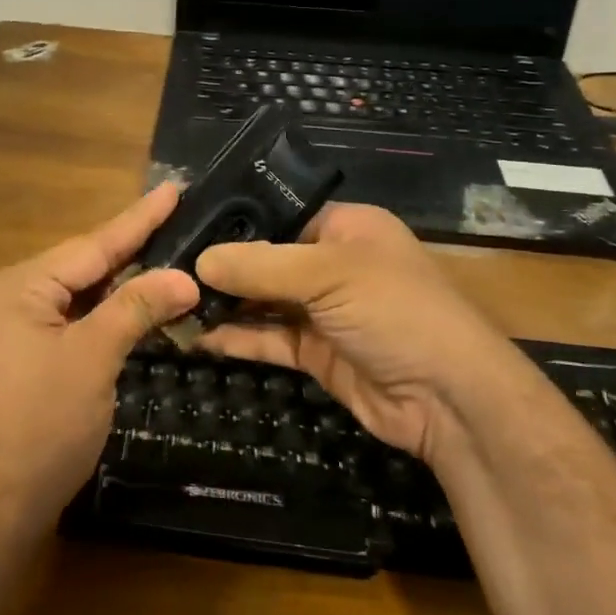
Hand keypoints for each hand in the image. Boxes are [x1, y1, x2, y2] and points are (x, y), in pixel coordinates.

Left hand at [0, 183, 197, 534]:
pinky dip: (108, 314)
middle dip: (133, 247)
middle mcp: (13, 298)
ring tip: (167, 251)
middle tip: (179, 218)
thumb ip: (136, 308)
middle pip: (85, 265)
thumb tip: (184, 277)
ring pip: (82, 295)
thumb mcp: (94, 358)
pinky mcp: (26, 359)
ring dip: (124, 282)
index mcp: (20, 286)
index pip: (93, 245)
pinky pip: (74, 321)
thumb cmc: (41, 425)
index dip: (138, 218)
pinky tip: (137, 304)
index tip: (172, 188)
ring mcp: (16, 331)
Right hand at [194, 203, 514, 464]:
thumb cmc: (395, 310)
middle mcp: (332, 263)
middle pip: (265, 259)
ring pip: (262, 301)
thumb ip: (260, 266)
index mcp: (345, 227)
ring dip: (223, 304)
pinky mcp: (316, 352)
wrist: (450, 400)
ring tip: (170, 304)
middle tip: (165, 270)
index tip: (181, 230)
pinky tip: (198, 336)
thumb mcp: (327, 274)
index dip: (232, 223)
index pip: (277, 214)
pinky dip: (236, 337)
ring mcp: (324, 310)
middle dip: (220, 268)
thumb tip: (197, 261)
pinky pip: (268, 338)